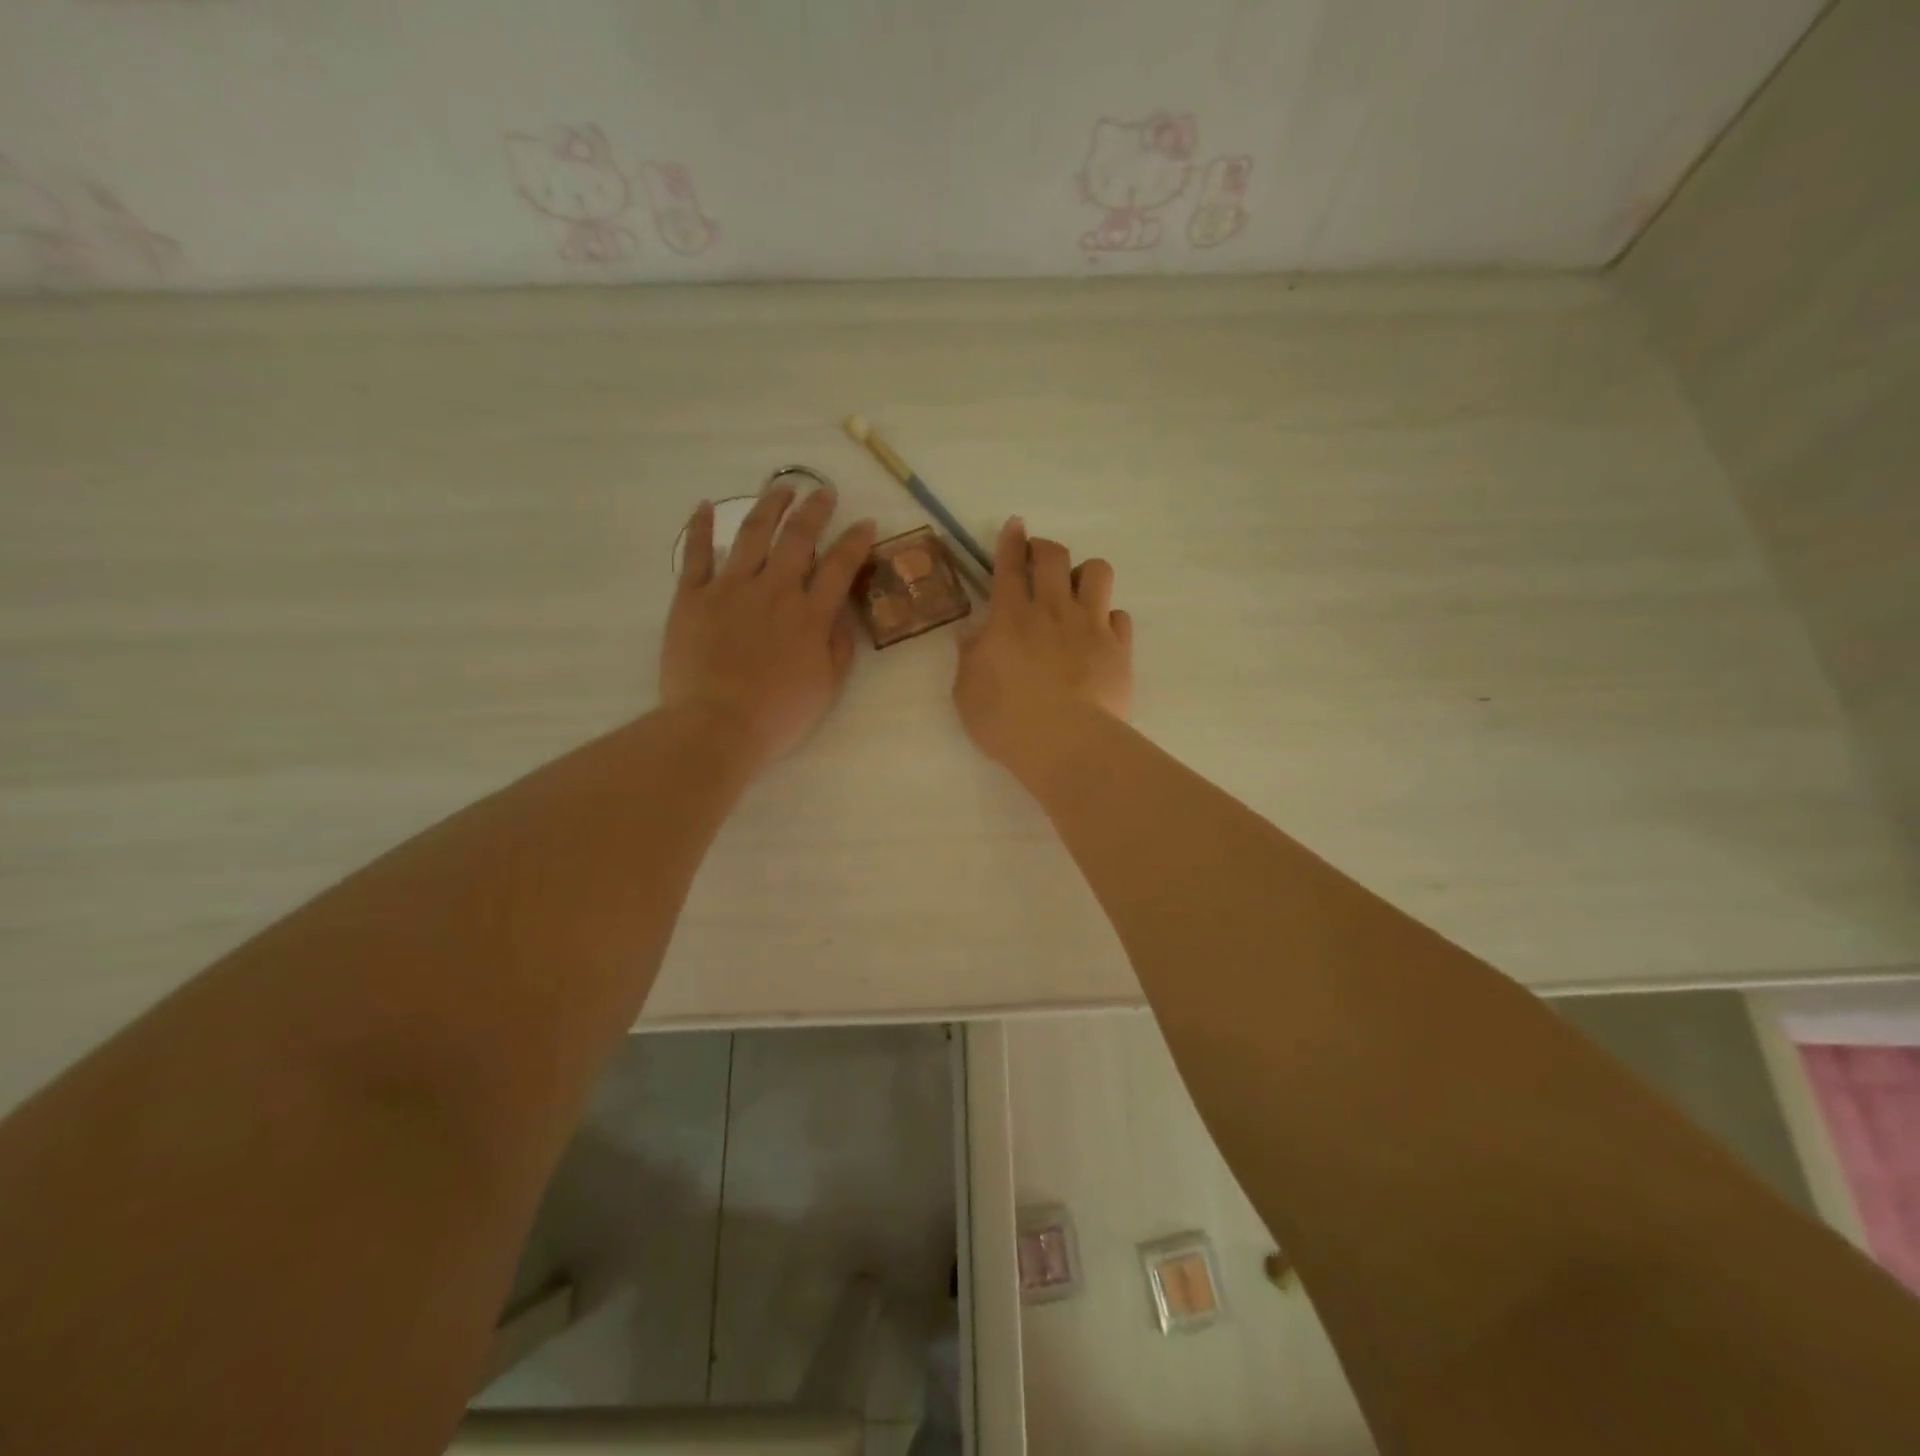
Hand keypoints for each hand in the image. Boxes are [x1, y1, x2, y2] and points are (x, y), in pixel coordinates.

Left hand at [661, 483, 876, 769]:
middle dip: (815, 510)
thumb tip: (840, 613)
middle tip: (823, 492)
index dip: (856, 541)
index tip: (866, 524)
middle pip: (798, 537)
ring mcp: (730, 589)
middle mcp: (774, 590)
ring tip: (781, 487)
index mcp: (810, 615)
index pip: (841, 566)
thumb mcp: (827, 687)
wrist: (716, 726)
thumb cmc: (778, 715)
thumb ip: (838, 646)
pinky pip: (696, 554)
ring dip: (769, 506)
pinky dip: (699, 528)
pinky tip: (704, 506)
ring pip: (752, 534)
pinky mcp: (693, 597)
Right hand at [953, 517, 1132, 785]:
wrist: (1066, 743)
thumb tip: (972, 634)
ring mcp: (1091, 626)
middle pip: (1055, 557)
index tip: (1016, 525)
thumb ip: (969, 657)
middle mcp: (1053, 611)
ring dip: (1085, 573)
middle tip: (1040, 558)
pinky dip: (1108, 618)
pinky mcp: (1119, 649)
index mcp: (1011, 617)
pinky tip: (1100, 633)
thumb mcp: (967, 692)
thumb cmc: (1006, 721)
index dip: (1012, 541)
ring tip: (1077, 591)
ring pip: (1098, 572)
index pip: (1010, 566)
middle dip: (1046, 548)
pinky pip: (1120, 616)